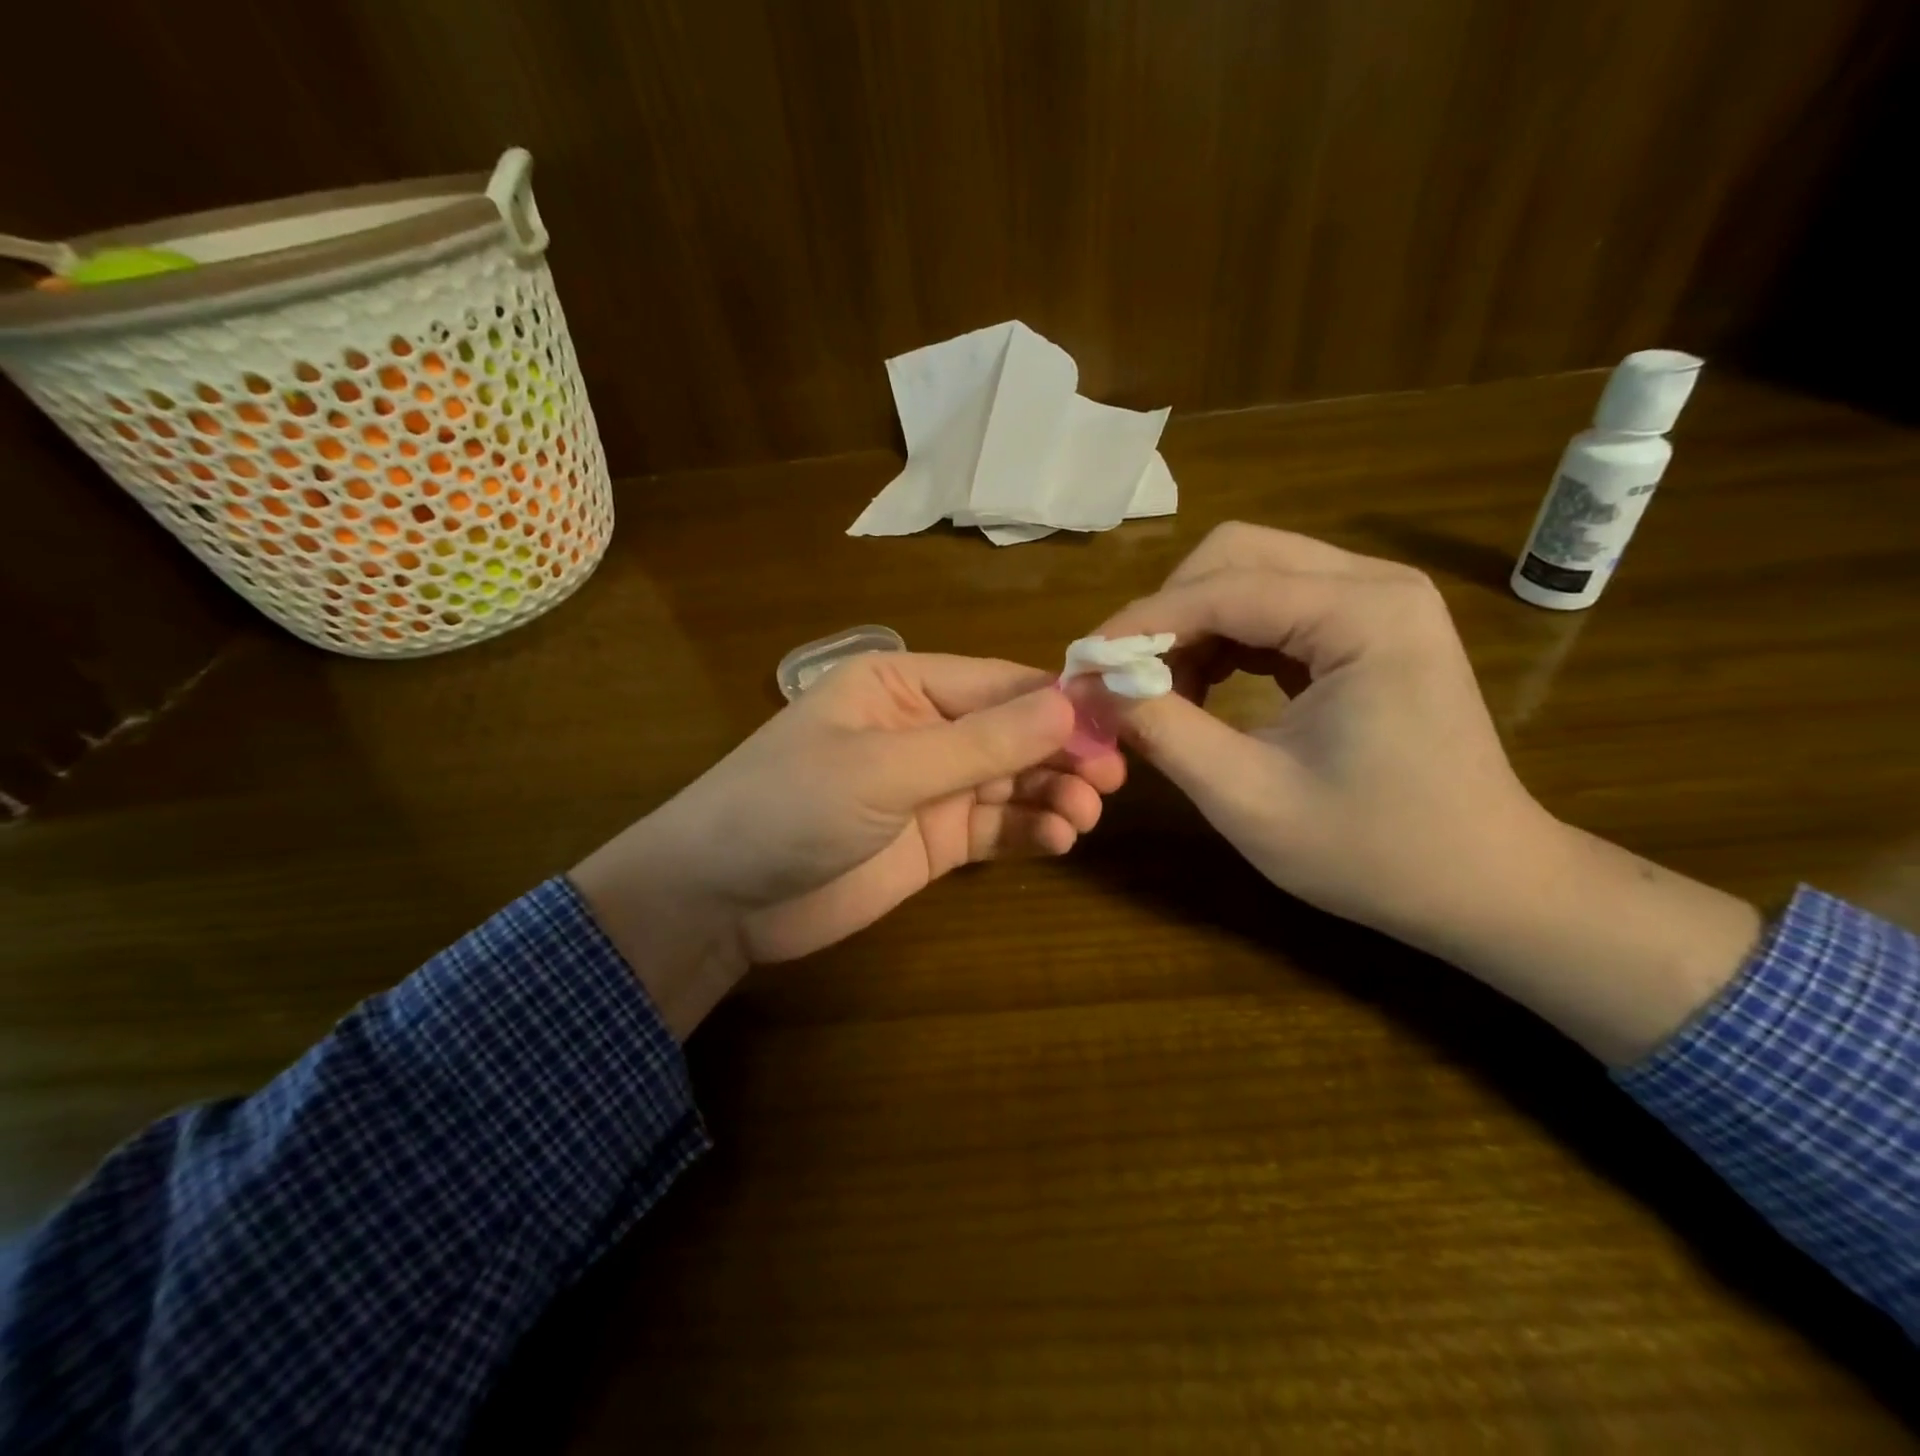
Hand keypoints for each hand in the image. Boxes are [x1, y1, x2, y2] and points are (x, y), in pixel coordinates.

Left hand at [571, 652, 1125, 1037]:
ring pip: (1012, 781)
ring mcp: (930, 788)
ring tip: (1085, 816)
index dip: (1058, 700)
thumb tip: (1069, 705)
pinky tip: (1059, 839)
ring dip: (1053, 793)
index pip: (998, 682)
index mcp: (902, 685)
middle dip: (1062, 751)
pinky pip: (997, 828)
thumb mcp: (885, 769)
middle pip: (1012, 731)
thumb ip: (978, 743)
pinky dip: (1031, 831)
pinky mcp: (934, 842)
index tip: (1118, 720)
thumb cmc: (790, 807)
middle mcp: (922, 728)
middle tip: (1112, 778)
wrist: (720, 900)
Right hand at [1094, 523, 1758, 1062]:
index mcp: (1363, 616)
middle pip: (1234, 556)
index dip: (1141, 622)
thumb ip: (1163, 732)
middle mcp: (1375, 585)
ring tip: (1164, 694)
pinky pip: (1271, 607)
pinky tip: (1205, 690)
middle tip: (1129, 679)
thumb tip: (1095, 687)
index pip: (1223, 587)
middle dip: (1167, 613)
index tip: (1083, 663)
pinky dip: (1223, 639)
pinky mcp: (1367, 628)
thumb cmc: (1373, 852)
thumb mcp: (1248, 799)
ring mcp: (1376, 603)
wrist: (1482, 884)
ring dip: (1191, 626)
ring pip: (1248, 574)